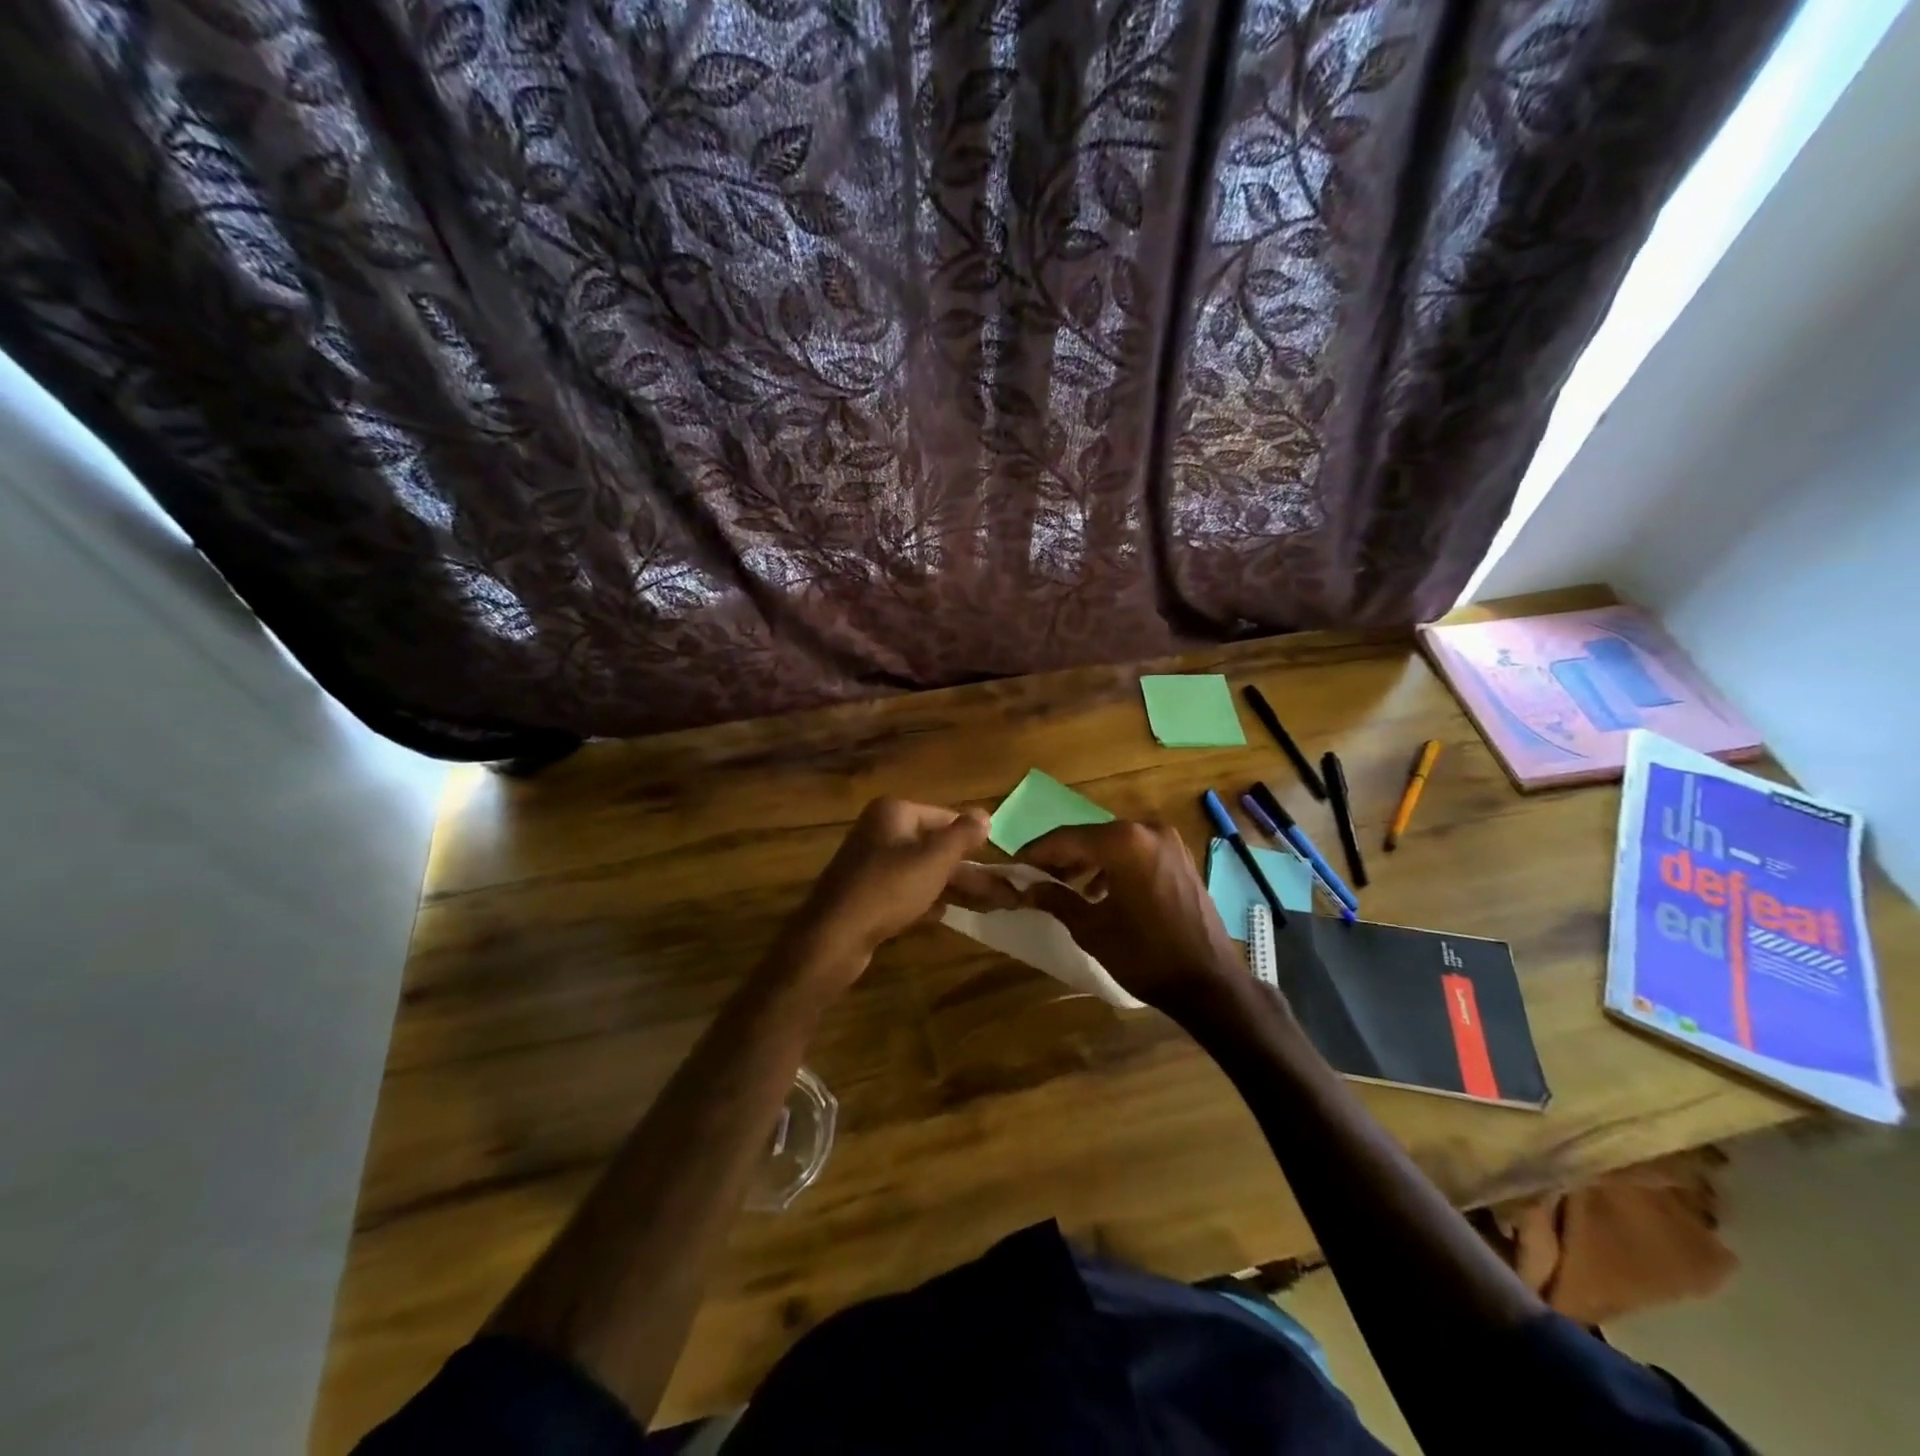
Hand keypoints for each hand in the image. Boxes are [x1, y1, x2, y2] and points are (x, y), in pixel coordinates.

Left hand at [792, 797, 993, 977]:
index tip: (999, 862)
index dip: (973, 839)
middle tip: (1003, 894)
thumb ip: (962, 835)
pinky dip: (927, 901)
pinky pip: (905, 891)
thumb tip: (985, 814)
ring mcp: (871, 863)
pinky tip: (945, 915)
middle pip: (935, 847)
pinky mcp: (866, 893)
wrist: (833, 937)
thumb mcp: (933, 860)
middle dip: (969, 871)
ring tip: (989, 907)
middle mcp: (880, 831)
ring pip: (923, 871)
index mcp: (894, 813)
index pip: (945, 817)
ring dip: (955, 888)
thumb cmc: (888, 889)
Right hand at [1016, 821, 1250, 1018]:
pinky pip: (1135, 853)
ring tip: (1063, 888)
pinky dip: (1113, 867)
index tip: (1013, 867)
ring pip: (1113, 844)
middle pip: (1090, 837)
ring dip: (1087, 862)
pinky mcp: (1180, 857)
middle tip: (1035, 878)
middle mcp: (1147, 830)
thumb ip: (1056, 899)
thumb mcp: (1091, 929)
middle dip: (1061, 857)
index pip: (1065, 838)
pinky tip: (1099, 893)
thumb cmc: (1145, 956)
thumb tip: (1027, 886)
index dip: (1036, 852)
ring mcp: (1168, 841)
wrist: (1209, 982)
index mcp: (1123, 842)